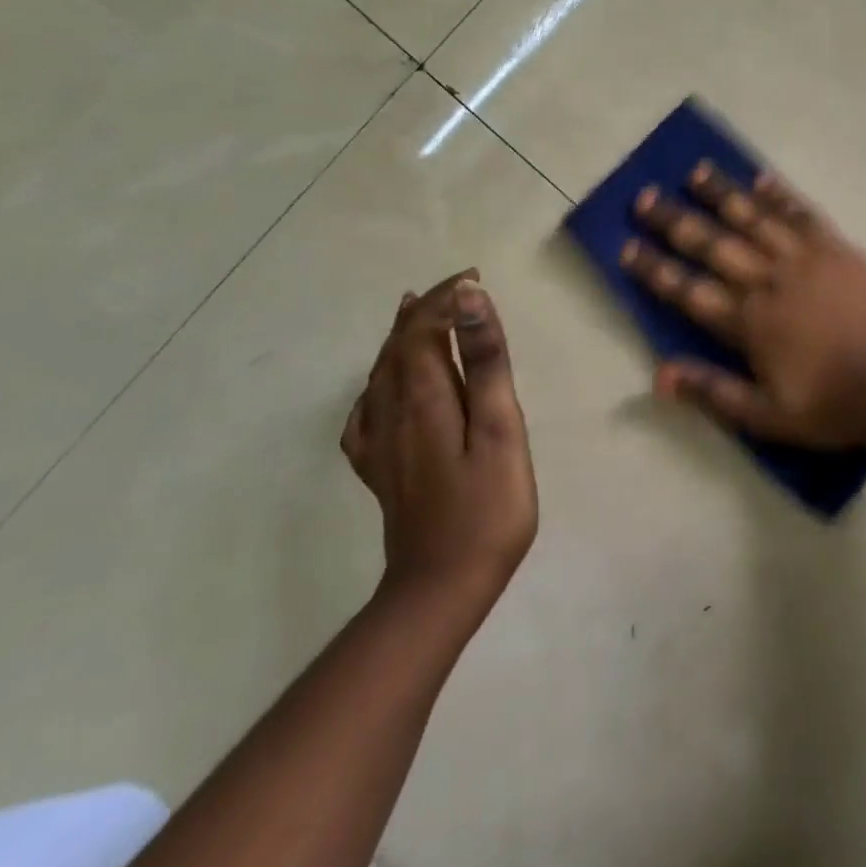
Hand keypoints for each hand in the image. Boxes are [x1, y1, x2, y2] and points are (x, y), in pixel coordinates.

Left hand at [340, 272, 536, 605]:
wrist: (441, 588)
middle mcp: (391, 412)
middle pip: (397, 346)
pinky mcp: (380, 470)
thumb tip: (469, 298)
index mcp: (423, 397)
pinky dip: (376, 385)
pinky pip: (365, 413)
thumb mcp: (500, 429)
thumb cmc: (487, 507)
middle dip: (424, 311)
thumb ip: (484, 362)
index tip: (474, 278)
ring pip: (380, 374)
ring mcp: (379, 444)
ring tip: (415, 315)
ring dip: (400, 338)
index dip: (444, 297)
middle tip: (455, 290)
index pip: (421, 328)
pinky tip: (383, 391)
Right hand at [620, 164, 865, 445]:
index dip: (655, 269)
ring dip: (722, 194)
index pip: (688, 290)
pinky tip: (761, 179)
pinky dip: (780, 195)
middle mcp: (767, 280)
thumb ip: (713, 393)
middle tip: (645, 197)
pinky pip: (802, 213)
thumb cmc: (832, 404)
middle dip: (675, 221)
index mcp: (748, 322)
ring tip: (695, 172)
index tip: (627, 247)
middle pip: (713, 244)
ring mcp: (803, 258)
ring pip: (753, 218)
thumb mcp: (767, 416)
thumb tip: (658, 377)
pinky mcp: (836, 247)